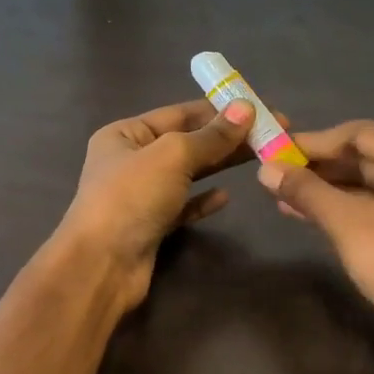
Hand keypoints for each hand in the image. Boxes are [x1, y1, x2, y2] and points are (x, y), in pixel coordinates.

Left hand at [59, 98, 258, 310]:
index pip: (178, 113)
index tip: (259, 108)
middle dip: (226, 137)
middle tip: (271, 134)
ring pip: (188, 174)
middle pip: (187, 142)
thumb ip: (211, 135)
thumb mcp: (173, 155)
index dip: (219, 109)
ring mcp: (140, 196)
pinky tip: (226, 197)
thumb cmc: (131, 197)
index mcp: (125, 134)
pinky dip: (203, 200)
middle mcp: (130, 161)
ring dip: (220, 165)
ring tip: (259, 158)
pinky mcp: (151, 226)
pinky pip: (183, 206)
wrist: (102, 265)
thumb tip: (246, 108)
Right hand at [257, 120, 373, 337]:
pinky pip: (367, 205)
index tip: (277, 149)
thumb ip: (306, 190)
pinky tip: (300, 211)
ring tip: (279, 191)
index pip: (358, 134)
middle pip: (361, 157)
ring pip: (362, 183)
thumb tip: (264, 169)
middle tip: (274, 170)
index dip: (315, 141)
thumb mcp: (346, 221)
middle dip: (317, 165)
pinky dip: (337, 206)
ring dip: (322, 187)